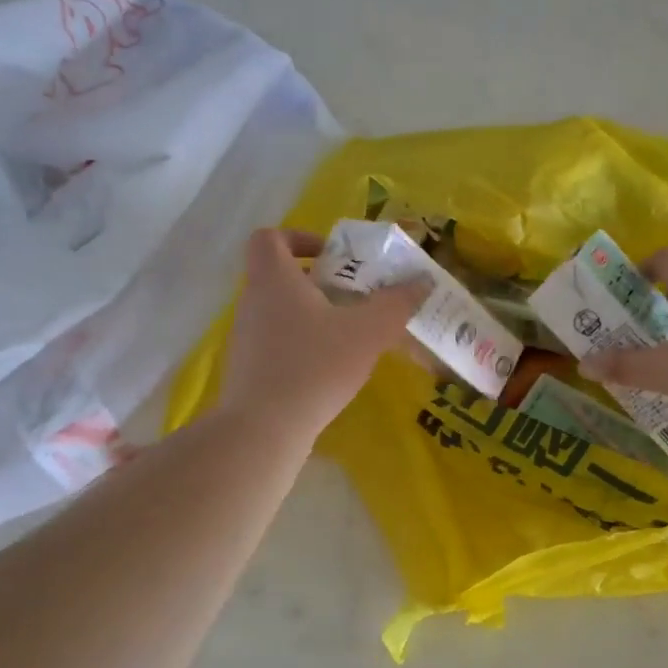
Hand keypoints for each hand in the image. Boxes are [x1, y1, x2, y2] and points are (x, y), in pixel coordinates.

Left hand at [219, 228, 427, 441]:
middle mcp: (253, 302)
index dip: (300, 238)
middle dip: (321, 283)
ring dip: (314, 317)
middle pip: (281, 276)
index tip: (333, 257)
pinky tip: (330, 370)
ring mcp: (246, 338)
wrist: (264, 428)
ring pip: (281, 312)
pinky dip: (303, 347)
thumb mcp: (367, 332)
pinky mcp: (249, 370)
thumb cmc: (314, 366)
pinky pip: (278, 344)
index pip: (270, 238)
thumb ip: (396, 304)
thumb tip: (422, 281)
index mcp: (273, 279)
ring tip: (351, 337)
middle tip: (356, 299)